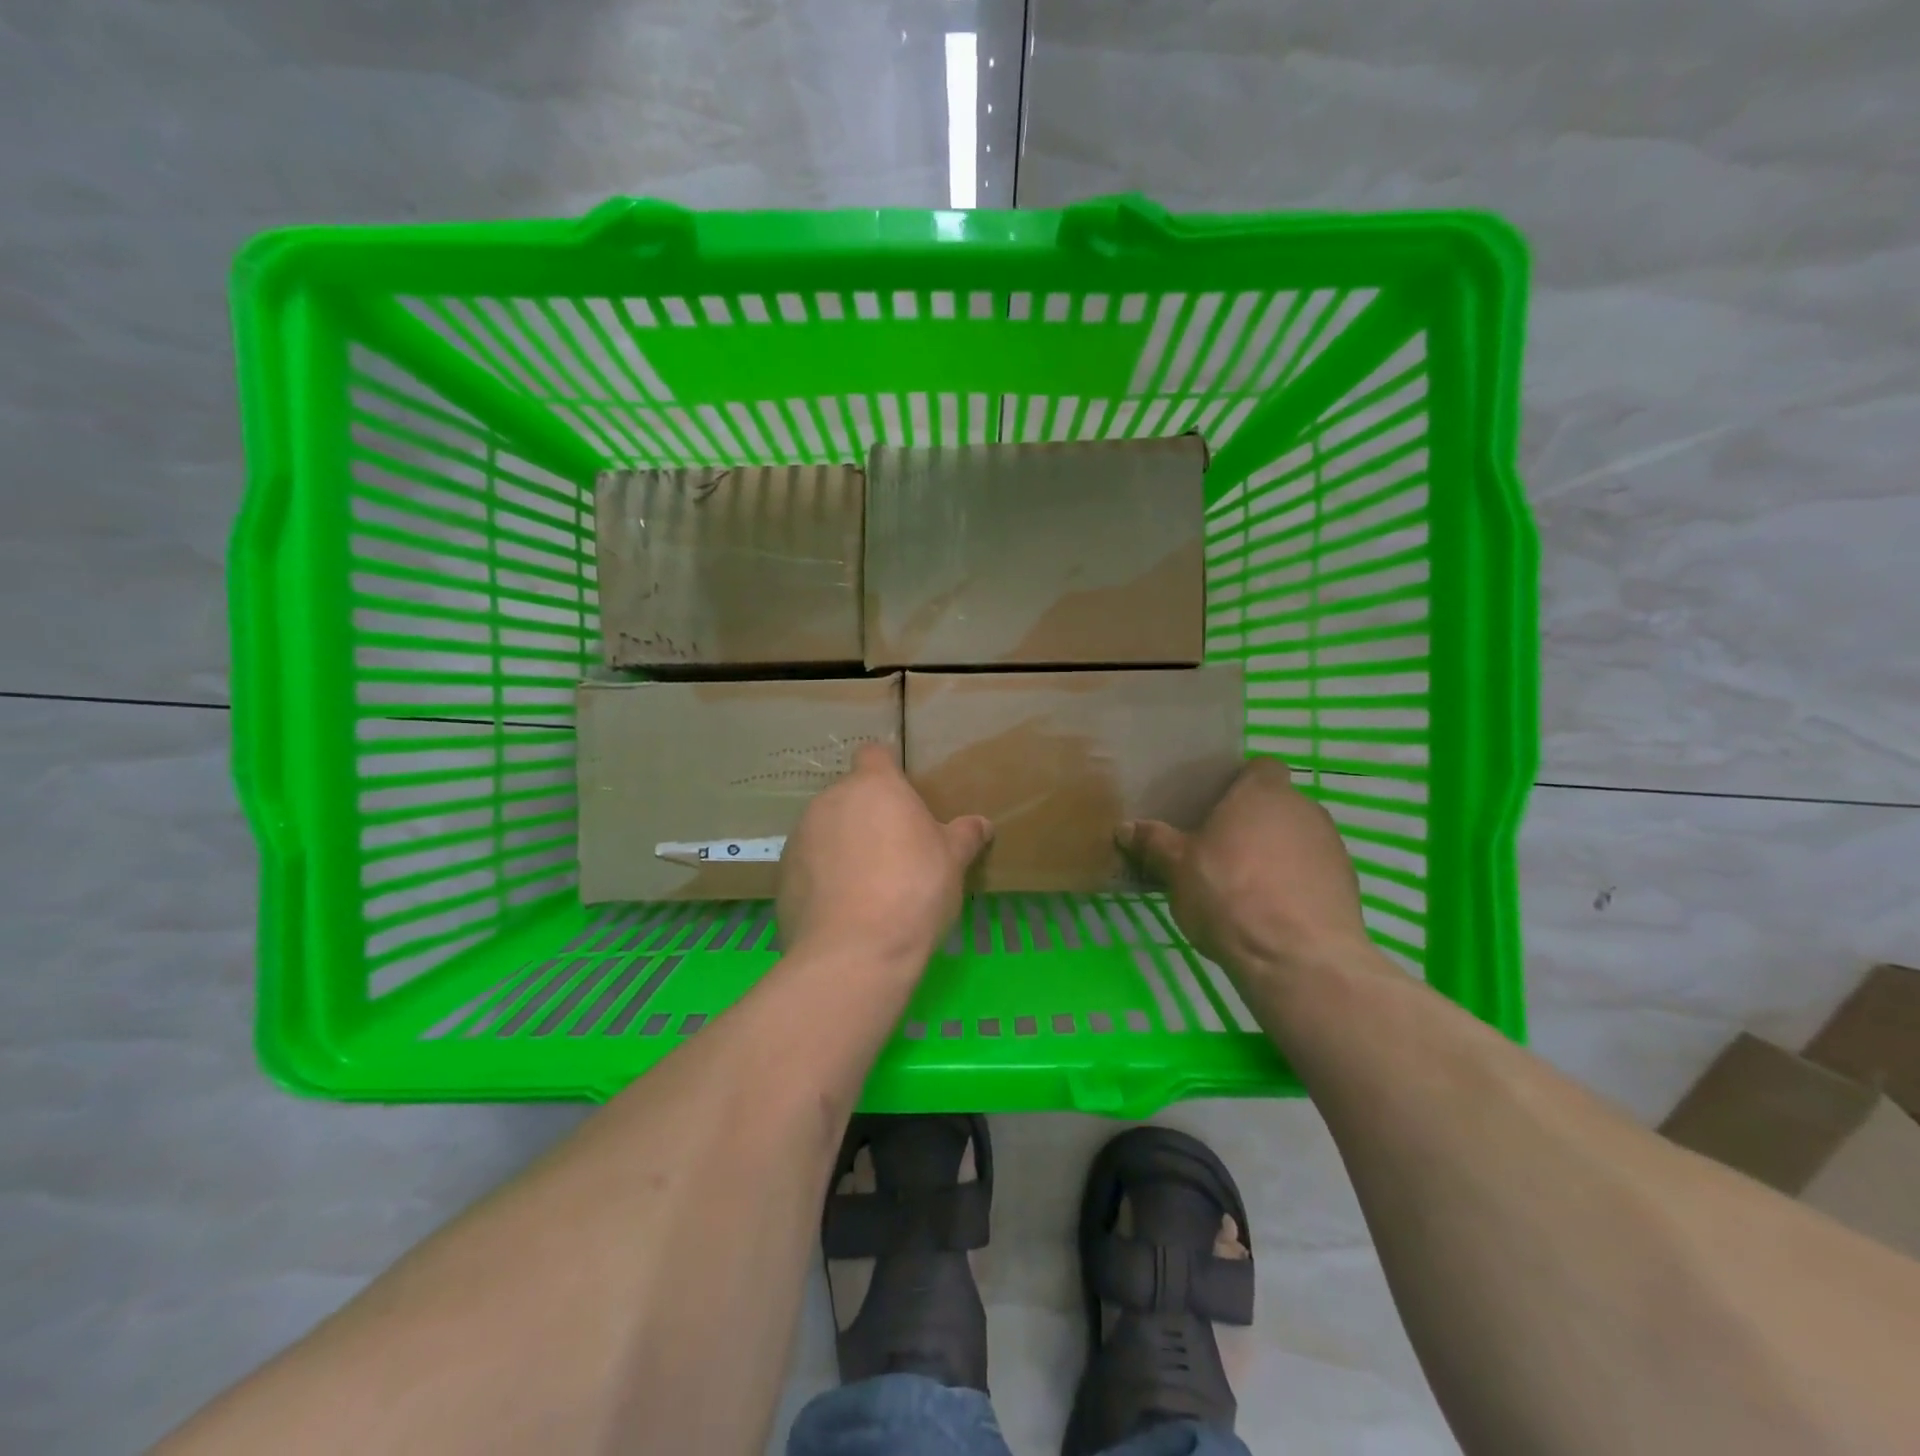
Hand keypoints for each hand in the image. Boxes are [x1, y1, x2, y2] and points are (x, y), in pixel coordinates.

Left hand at [776, 743, 992, 968]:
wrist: (854, 951)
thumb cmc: (914, 890)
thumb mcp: (953, 861)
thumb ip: (965, 836)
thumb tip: (981, 824)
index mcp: (874, 786)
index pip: (874, 754)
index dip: (887, 772)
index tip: (902, 799)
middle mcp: (831, 800)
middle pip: (851, 796)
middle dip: (868, 816)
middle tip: (895, 851)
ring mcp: (801, 836)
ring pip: (827, 829)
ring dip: (843, 845)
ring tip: (868, 886)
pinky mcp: (783, 873)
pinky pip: (809, 864)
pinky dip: (823, 877)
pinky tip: (843, 909)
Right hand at [1119, 757, 1376, 983]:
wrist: (1297, 957)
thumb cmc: (1229, 893)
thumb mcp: (1177, 868)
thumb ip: (1154, 843)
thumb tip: (1126, 829)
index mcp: (1263, 793)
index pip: (1260, 767)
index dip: (1240, 783)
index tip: (1215, 806)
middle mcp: (1304, 810)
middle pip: (1276, 806)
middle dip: (1252, 824)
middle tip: (1218, 850)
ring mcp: (1332, 848)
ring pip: (1296, 840)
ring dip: (1274, 856)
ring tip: (1243, 888)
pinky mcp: (1347, 887)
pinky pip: (1312, 874)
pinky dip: (1294, 886)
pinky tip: (1270, 914)